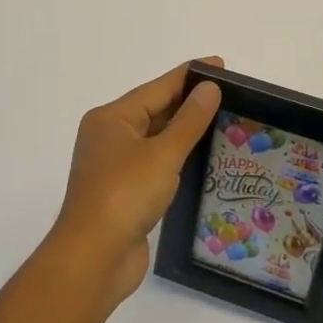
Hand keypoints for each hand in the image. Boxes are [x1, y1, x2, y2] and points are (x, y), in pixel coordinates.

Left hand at [51, 59, 222, 312]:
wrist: (93, 258)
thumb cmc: (125, 195)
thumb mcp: (163, 153)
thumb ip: (189, 120)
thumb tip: (209, 87)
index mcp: (111, 118)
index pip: (157, 88)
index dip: (190, 75)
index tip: (220, 64)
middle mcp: (109, 136)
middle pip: (154, 111)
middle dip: (188, 103)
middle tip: (228, 95)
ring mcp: (114, 166)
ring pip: (155, 139)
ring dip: (184, 132)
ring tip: (221, 122)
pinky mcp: (123, 193)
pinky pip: (154, 164)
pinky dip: (176, 158)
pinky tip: (199, 160)